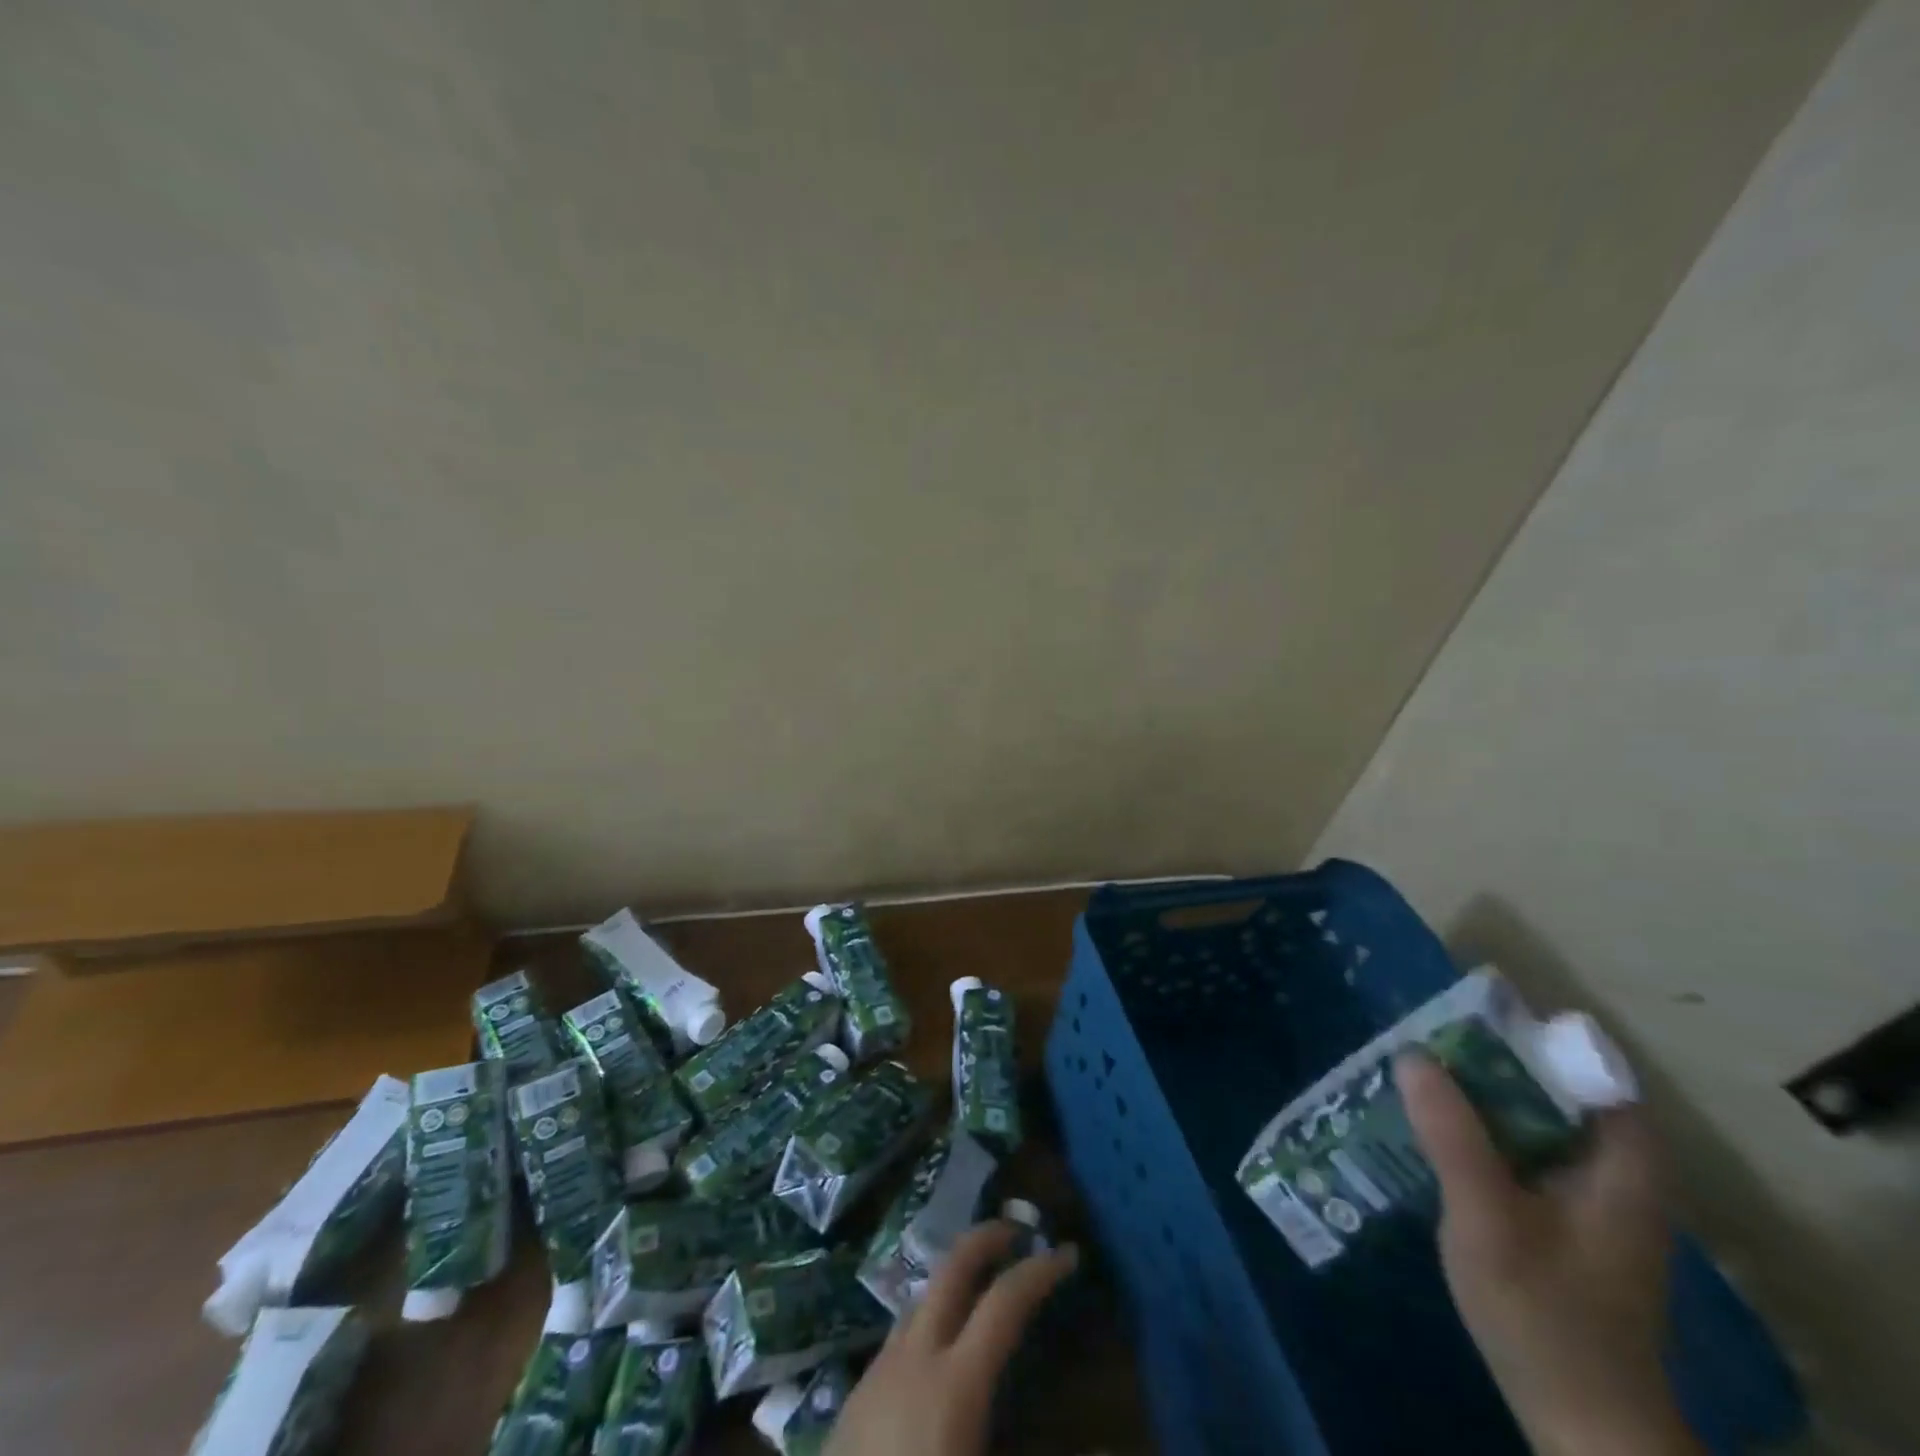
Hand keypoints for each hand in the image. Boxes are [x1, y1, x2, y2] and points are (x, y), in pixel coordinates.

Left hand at [826, 1220, 1078, 1455]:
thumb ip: (1041, 1450)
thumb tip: (1106, 1442)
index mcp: (955, 1383)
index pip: (1005, 1301)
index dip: (1041, 1271)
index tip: (1068, 1253)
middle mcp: (915, 1357)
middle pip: (952, 1267)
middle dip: (988, 1238)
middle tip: (1019, 1232)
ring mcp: (879, 1370)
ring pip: (923, 1294)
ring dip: (957, 1276)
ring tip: (985, 1284)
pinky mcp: (856, 1394)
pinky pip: (901, 1332)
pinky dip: (931, 1316)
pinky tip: (941, 1349)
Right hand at [1395, 1052, 1699, 1455]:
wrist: (1581, 1418)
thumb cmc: (1544, 1313)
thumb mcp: (1487, 1218)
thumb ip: (1451, 1134)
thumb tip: (1411, 1053)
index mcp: (1623, 1159)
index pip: (1583, 1062)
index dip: (1523, 1031)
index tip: (1459, 1014)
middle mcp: (1617, 1164)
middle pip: (1552, 1082)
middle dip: (1485, 1058)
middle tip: (1420, 1041)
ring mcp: (1593, 1189)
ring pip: (1532, 1112)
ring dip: (1476, 1092)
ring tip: (1414, 1073)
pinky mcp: (1565, 1210)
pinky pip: (1521, 1143)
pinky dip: (1480, 1126)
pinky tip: (1432, 1128)